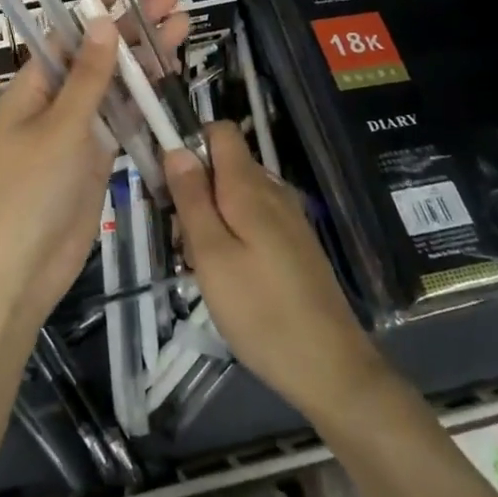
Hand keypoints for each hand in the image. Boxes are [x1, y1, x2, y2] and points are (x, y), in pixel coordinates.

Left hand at [0, 0, 188, 325]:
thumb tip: (102, 21)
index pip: (65, 35)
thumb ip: (87, 77)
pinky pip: (123, 118)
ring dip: (145, 60)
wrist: (26, 266)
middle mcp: (54, 102)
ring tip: (183, 29)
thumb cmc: (33, 191)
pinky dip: (145, 99)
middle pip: (97, 56)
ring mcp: (78, 130)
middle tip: (172, 2)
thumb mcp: (61, 128)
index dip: (93, 7)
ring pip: (115, 85)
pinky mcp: (97, 156)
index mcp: (32, 88)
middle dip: (132, 29)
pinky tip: (170, 78)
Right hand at [165, 122, 385, 418]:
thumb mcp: (212, 255)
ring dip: (210, 220)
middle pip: (224, 166)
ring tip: (201, 268)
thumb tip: (175, 147)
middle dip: (195, 192)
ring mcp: (288, 218)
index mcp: (250, 186)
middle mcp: (273, 191)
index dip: (189, 144)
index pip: (220, 131)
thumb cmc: (260, 310)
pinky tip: (228, 278)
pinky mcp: (295, 244)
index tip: (168, 184)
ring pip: (235, 197)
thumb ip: (192, 198)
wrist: (329, 365)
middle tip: (183, 243)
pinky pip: (253, 221)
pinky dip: (232, 237)